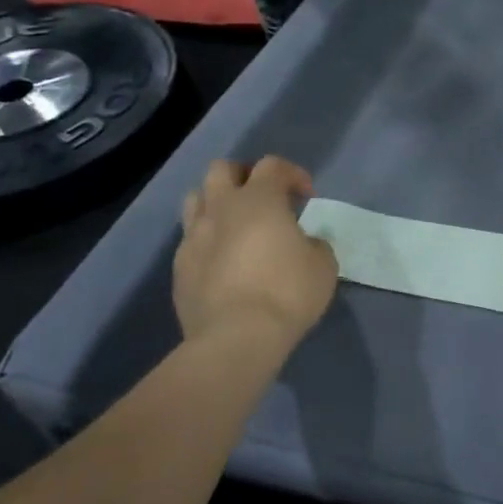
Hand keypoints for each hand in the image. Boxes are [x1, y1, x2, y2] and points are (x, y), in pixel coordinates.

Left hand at [173, 157, 338, 346]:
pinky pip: (190, 239)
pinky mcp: (179, 267)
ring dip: (217, 202)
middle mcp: (221, 209)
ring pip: (196, 199)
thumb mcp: (323, 264)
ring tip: (237, 223)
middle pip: (223, 169)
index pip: (272, 166)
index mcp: (259, 200)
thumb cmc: (288, 292)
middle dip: (244, 176)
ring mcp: (194, 237)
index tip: (307, 196)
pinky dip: (208, 240)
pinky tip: (224, 261)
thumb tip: (302, 244)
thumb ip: (313, 244)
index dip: (292, 174)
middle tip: (264, 197)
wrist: (237, 337)